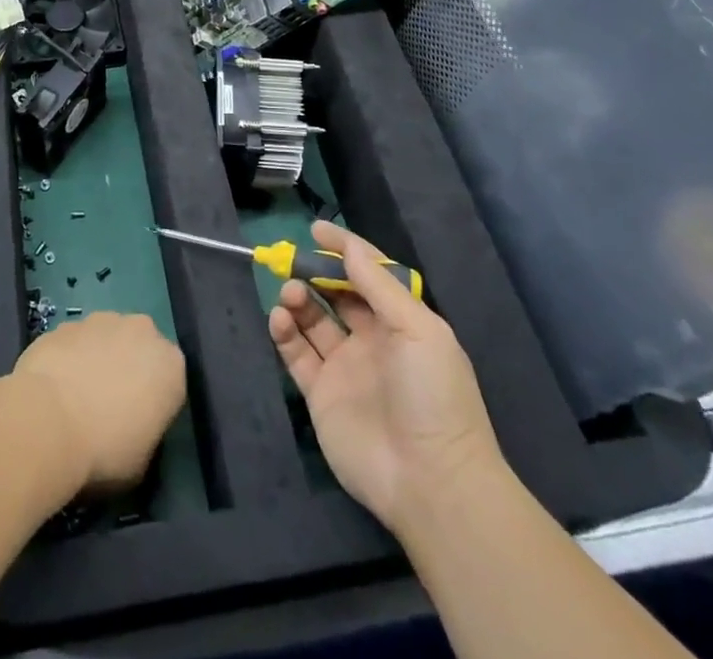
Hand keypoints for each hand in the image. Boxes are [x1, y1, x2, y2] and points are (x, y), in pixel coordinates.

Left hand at [13, 311, 185, 492]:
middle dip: (127, 369)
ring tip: (75, 398)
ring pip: (105, 339)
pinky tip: (53, 388)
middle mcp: (141, 331)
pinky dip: (68, 358)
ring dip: (97, 359)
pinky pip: (74, 342)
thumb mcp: (143, 462)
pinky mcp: (66, 323)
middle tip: (108, 406)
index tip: (138, 424)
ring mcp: (101, 320)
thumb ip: (146, 433)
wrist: (48, 421)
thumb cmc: (105, 450)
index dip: (154, 402)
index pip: (170, 380)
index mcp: (170, 364)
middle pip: (139, 348)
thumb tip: (132, 428)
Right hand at [269, 221, 500, 531]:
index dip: (345, 250)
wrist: (430, 482)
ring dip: (298, 299)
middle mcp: (372, 342)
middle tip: (294, 260)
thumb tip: (349, 245)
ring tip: (290, 293)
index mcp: (402, 324)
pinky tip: (280, 319)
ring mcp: (345, 368)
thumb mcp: (417, 329)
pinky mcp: (320, 394)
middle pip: (336, 295)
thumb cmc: (432, 395)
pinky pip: (296, 354)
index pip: (369, 275)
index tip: (316, 230)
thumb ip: (379, 284)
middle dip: (316, 273)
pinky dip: (284, 332)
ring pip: (313, 320)